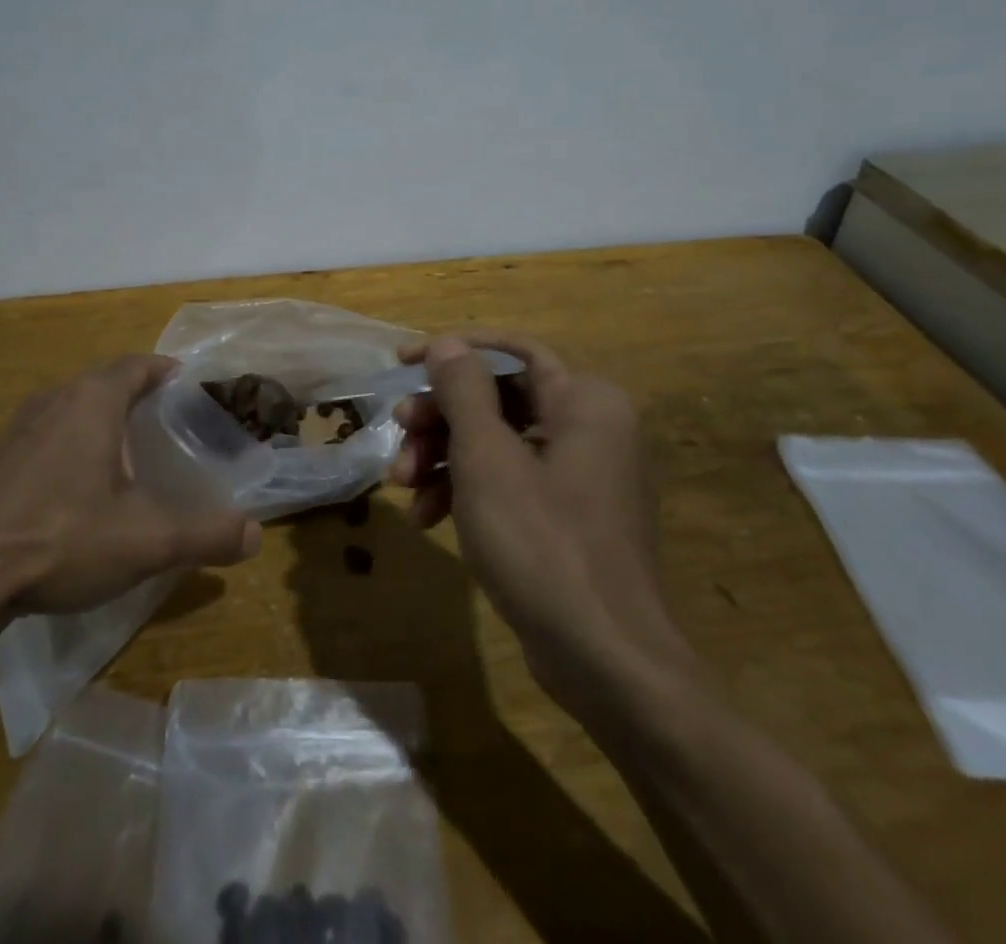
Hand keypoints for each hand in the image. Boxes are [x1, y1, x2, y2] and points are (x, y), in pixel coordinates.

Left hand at [0, 355, 261, 654]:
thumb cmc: (61, 538)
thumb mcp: (146, 540)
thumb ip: (205, 534)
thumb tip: (254, 536)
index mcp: (92, 401)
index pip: (136, 364)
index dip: (164, 370)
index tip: (188, 386)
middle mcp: (53, 400)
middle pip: (103, 381)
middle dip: (136, 394)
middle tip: (166, 422)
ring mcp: (17, 430)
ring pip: (71, 407)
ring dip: (100, 418)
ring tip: (128, 451)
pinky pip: (46, 434)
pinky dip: (71, 444)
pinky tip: (78, 487)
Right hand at [388, 330, 683, 695]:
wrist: (607, 662)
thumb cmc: (542, 544)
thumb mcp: (487, 458)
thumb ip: (464, 391)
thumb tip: (449, 345)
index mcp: (585, 401)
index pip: (512, 351)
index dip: (453, 351)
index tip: (403, 363)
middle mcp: (591, 428)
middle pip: (500, 399)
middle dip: (442, 416)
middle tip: (398, 431)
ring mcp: (582, 476)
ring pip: (499, 443)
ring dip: (445, 457)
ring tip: (402, 484)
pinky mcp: (569, 518)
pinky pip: (512, 483)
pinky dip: (469, 491)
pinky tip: (427, 517)